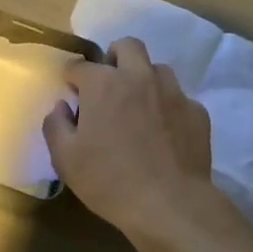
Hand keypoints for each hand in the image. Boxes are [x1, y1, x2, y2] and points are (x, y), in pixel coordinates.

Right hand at [44, 37, 213, 243]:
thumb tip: (61, 107)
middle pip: (127, 46)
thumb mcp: (65, 159)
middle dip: (114, 57)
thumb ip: (56, 125)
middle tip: (108, 86)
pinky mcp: (197, 112)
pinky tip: (163, 133)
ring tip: (138, 107)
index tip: (71, 92)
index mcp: (103, 84)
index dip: (72, 78)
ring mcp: (173, 92)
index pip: (80, 66)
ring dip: (143, 79)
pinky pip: (178, 98)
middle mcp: (139, 77)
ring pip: (157, 69)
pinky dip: (167, 108)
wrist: (169, 204)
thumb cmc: (109, 181)